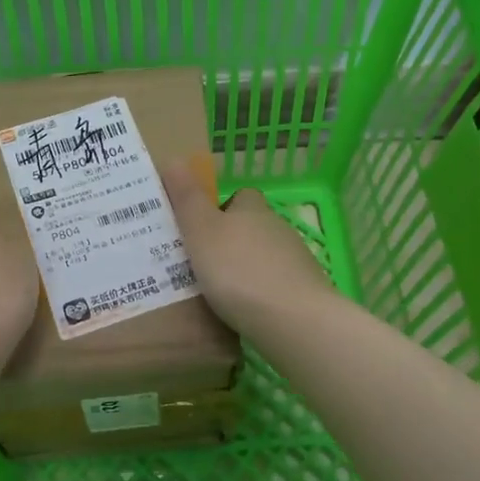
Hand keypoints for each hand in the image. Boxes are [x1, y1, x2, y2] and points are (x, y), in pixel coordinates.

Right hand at [161, 164, 332, 335]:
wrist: (293, 320)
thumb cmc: (238, 271)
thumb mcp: (201, 231)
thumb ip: (187, 198)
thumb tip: (174, 159)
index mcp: (252, 210)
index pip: (242, 196)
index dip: (222, 207)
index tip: (202, 227)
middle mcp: (278, 228)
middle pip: (253, 226)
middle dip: (232, 240)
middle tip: (202, 261)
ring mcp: (296, 260)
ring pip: (265, 256)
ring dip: (247, 267)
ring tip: (219, 290)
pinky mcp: (305, 291)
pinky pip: (276, 285)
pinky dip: (262, 293)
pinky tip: (246, 311)